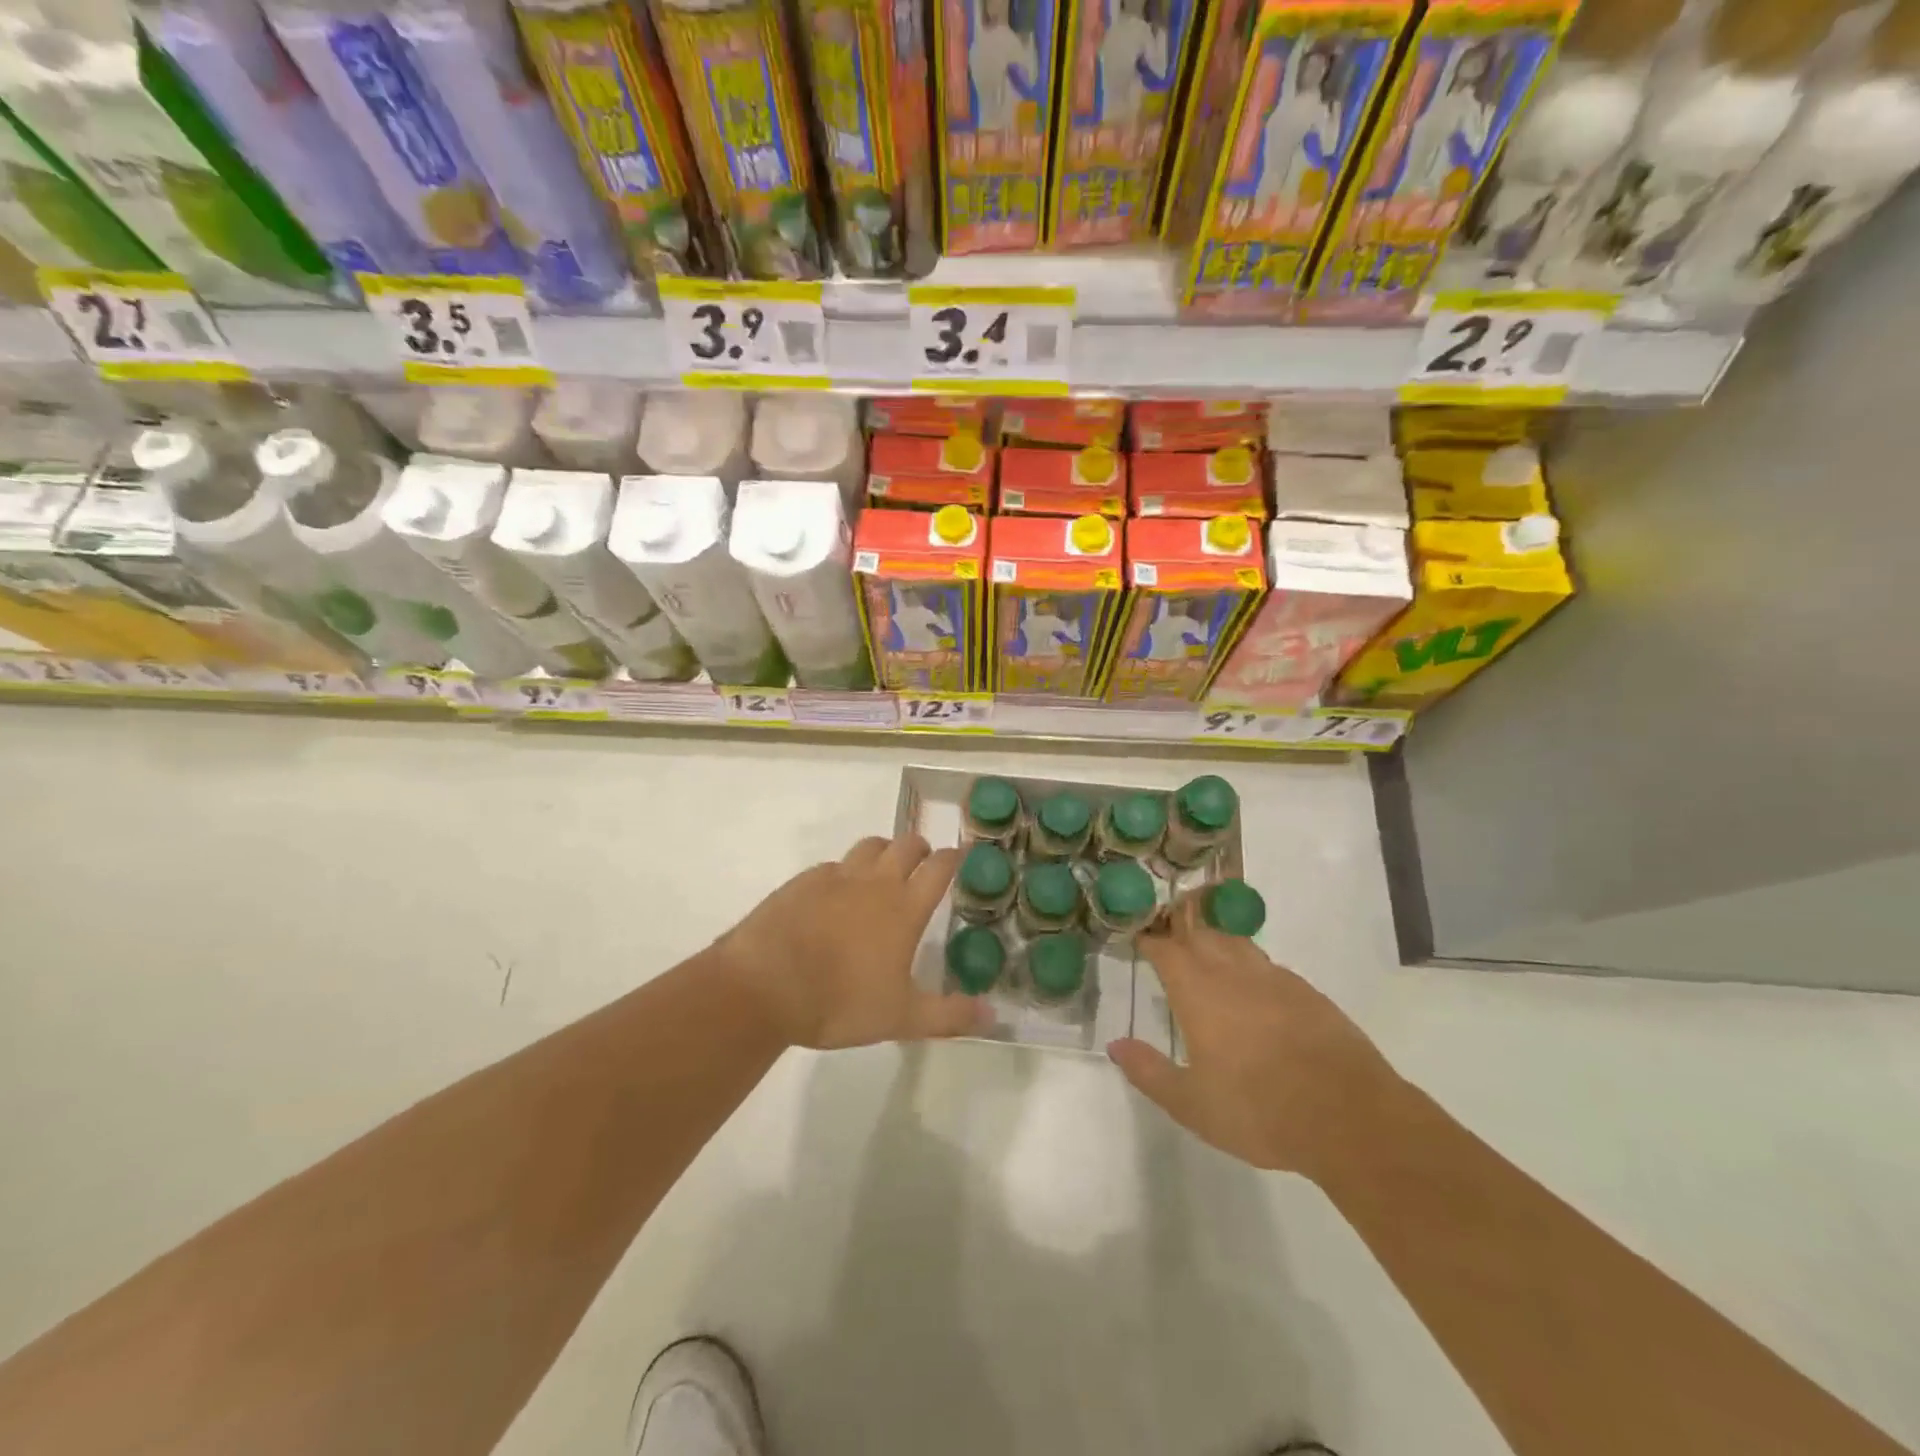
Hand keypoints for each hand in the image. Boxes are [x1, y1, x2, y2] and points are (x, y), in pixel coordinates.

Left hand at [718, 833, 984, 1050]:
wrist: (765, 986)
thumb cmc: (840, 1002)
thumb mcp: (901, 1018)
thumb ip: (949, 1015)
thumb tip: (993, 1014)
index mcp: (904, 907)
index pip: (938, 867)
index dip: (953, 858)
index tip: (960, 857)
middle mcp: (874, 882)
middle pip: (905, 844)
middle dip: (920, 848)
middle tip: (922, 864)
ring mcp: (835, 877)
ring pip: (868, 846)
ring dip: (883, 851)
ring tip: (882, 871)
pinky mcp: (802, 882)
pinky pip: (832, 866)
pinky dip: (843, 873)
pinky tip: (835, 895)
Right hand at [1106, 895, 1399, 1174]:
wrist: (1348, 1116)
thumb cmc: (1258, 1110)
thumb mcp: (1191, 1104)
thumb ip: (1149, 1071)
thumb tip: (1115, 1045)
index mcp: (1198, 992)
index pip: (1166, 950)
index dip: (1150, 941)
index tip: (1139, 939)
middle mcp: (1232, 973)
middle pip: (1200, 934)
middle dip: (1179, 929)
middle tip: (1167, 934)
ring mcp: (1274, 979)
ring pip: (1235, 943)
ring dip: (1214, 939)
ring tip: (1205, 947)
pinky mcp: (1307, 992)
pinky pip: (1267, 964)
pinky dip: (1249, 963)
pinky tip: (1252, 983)